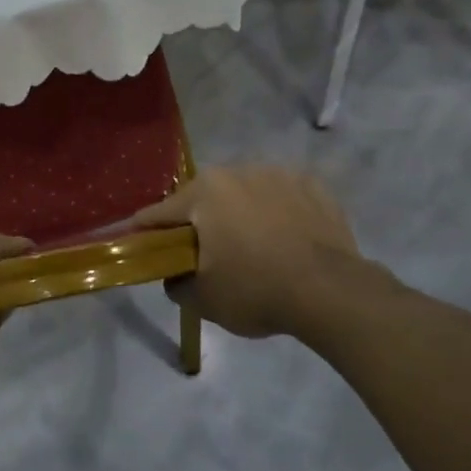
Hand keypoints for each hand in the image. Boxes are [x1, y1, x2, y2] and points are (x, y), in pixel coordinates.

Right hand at [131, 167, 394, 338]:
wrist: (331, 291)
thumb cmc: (256, 290)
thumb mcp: (203, 300)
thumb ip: (176, 283)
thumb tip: (174, 275)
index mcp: (204, 192)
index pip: (160, 213)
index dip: (146, 231)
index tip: (139, 245)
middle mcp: (236, 170)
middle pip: (205, 198)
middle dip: (201, 222)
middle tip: (207, 254)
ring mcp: (277, 174)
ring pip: (245, 193)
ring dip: (241, 213)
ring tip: (255, 248)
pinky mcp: (312, 185)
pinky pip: (283, 197)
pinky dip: (278, 213)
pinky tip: (287, 240)